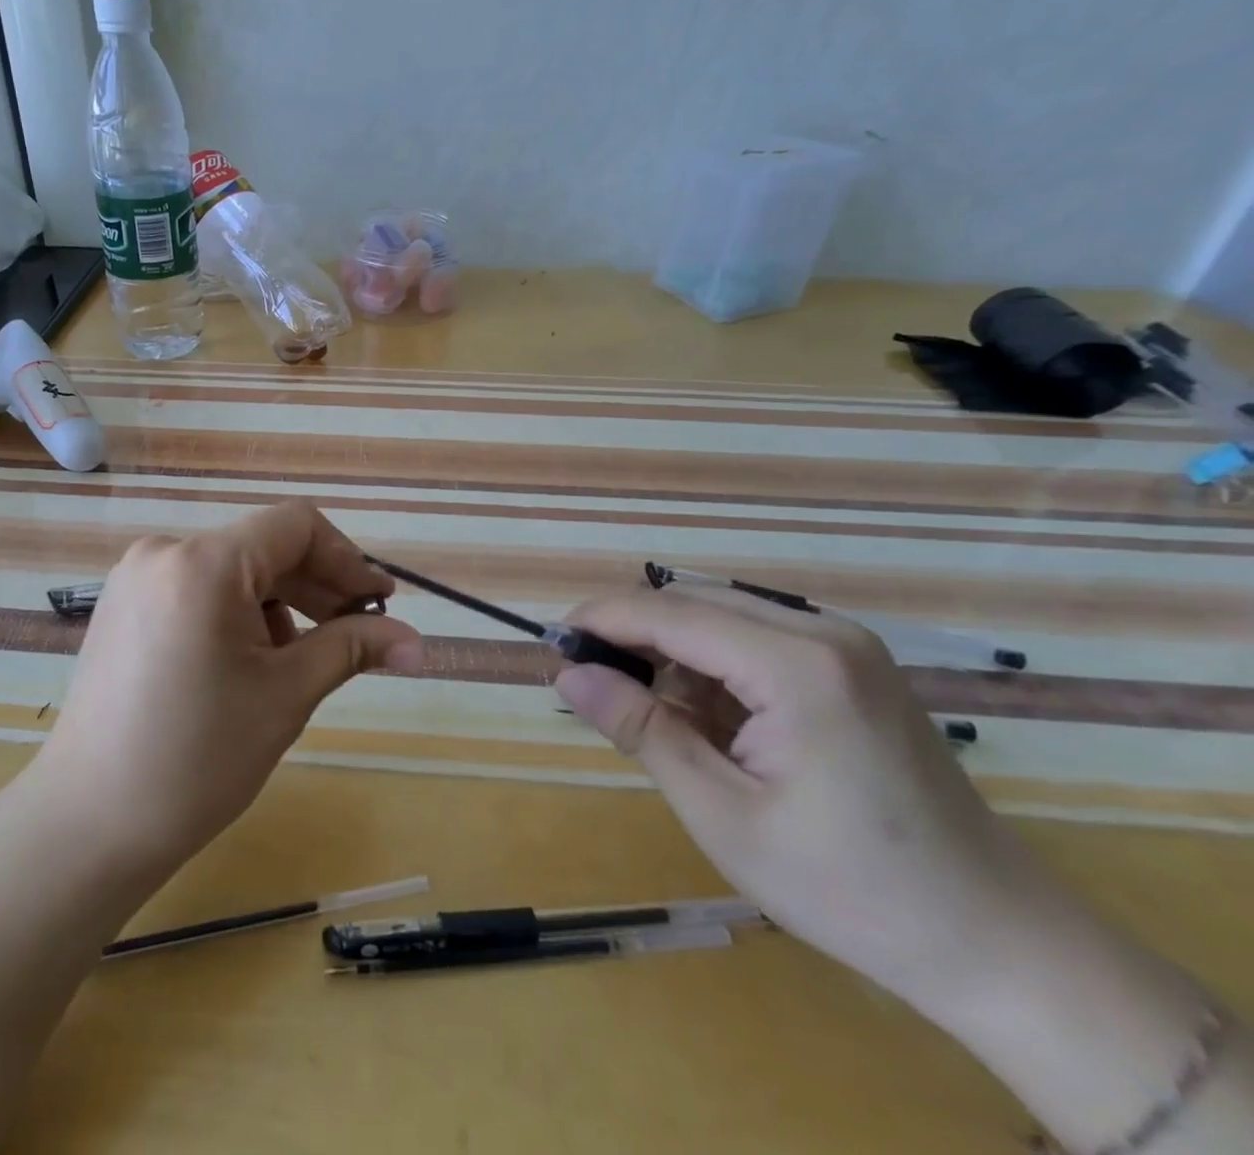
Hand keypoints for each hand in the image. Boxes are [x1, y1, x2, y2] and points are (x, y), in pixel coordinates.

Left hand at [33, 502, 423, 875]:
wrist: (88, 824)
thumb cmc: (197, 759)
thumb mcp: (286, 696)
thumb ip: (351, 648)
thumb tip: (416, 640)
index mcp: (203, 563)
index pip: (296, 526)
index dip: (347, 559)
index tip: (379, 604)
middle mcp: (164, 552)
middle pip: (262, 547)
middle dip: (317, 587)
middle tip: (359, 635)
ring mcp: (136, 578)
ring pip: (232, 571)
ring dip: (279, 605)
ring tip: (298, 663)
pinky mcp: (123, 606)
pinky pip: (198, 589)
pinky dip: (236, 614)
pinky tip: (248, 664)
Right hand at [554, 585, 1058, 1014]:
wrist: (1001, 945)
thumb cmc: (852, 890)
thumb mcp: (724, 813)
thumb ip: (640, 729)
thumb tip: (567, 673)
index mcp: (797, 665)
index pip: (670, 614)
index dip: (602, 620)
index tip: (551, 644)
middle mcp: (823, 633)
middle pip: (694, 606)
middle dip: (633, 638)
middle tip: (589, 686)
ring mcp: (844, 647)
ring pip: (721, 620)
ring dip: (672, 657)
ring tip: (649, 719)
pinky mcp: (852, 668)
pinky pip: (755, 643)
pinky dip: (712, 672)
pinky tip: (705, 724)